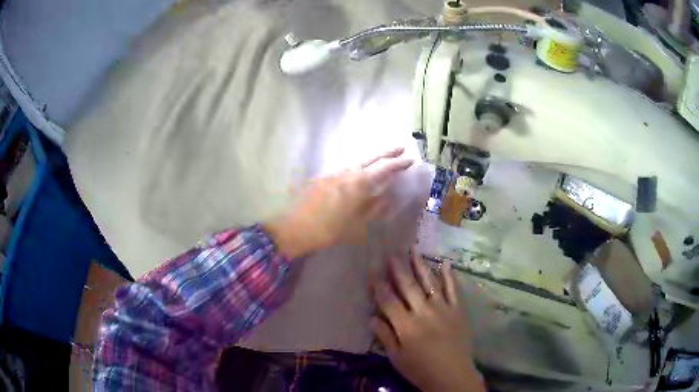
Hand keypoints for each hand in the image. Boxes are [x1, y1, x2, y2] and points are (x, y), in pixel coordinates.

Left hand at [265, 148, 412, 258]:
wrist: (295, 228)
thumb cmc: (329, 230)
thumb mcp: (357, 224)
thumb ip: (374, 208)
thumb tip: (388, 197)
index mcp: (359, 183)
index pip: (384, 168)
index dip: (398, 163)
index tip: (410, 160)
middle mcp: (347, 173)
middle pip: (371, 158)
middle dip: (387, 152)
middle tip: (401, 147)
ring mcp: (334, 174)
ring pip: (358, 162)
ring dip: (372, 160)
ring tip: (383, 160)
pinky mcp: (324, 179)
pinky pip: (346, 169)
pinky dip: (358, 169)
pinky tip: (359, 175)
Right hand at [370, 253, 484, 391]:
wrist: (452, 375)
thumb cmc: (420, 369)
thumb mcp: (396, 358)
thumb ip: (384, 336)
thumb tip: (372, 316)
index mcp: (406, 326)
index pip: (388, 300)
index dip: (379, 284)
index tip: (372, 270)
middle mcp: (424, 312)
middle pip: (408, 286)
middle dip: (398, 269)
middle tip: (392, 252)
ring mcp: (443, 309)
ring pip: (430, 283)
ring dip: (421, 266)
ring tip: (414, 250)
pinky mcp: (458, 311)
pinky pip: (454, 290)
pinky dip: (449, 276)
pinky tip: (446, 263)